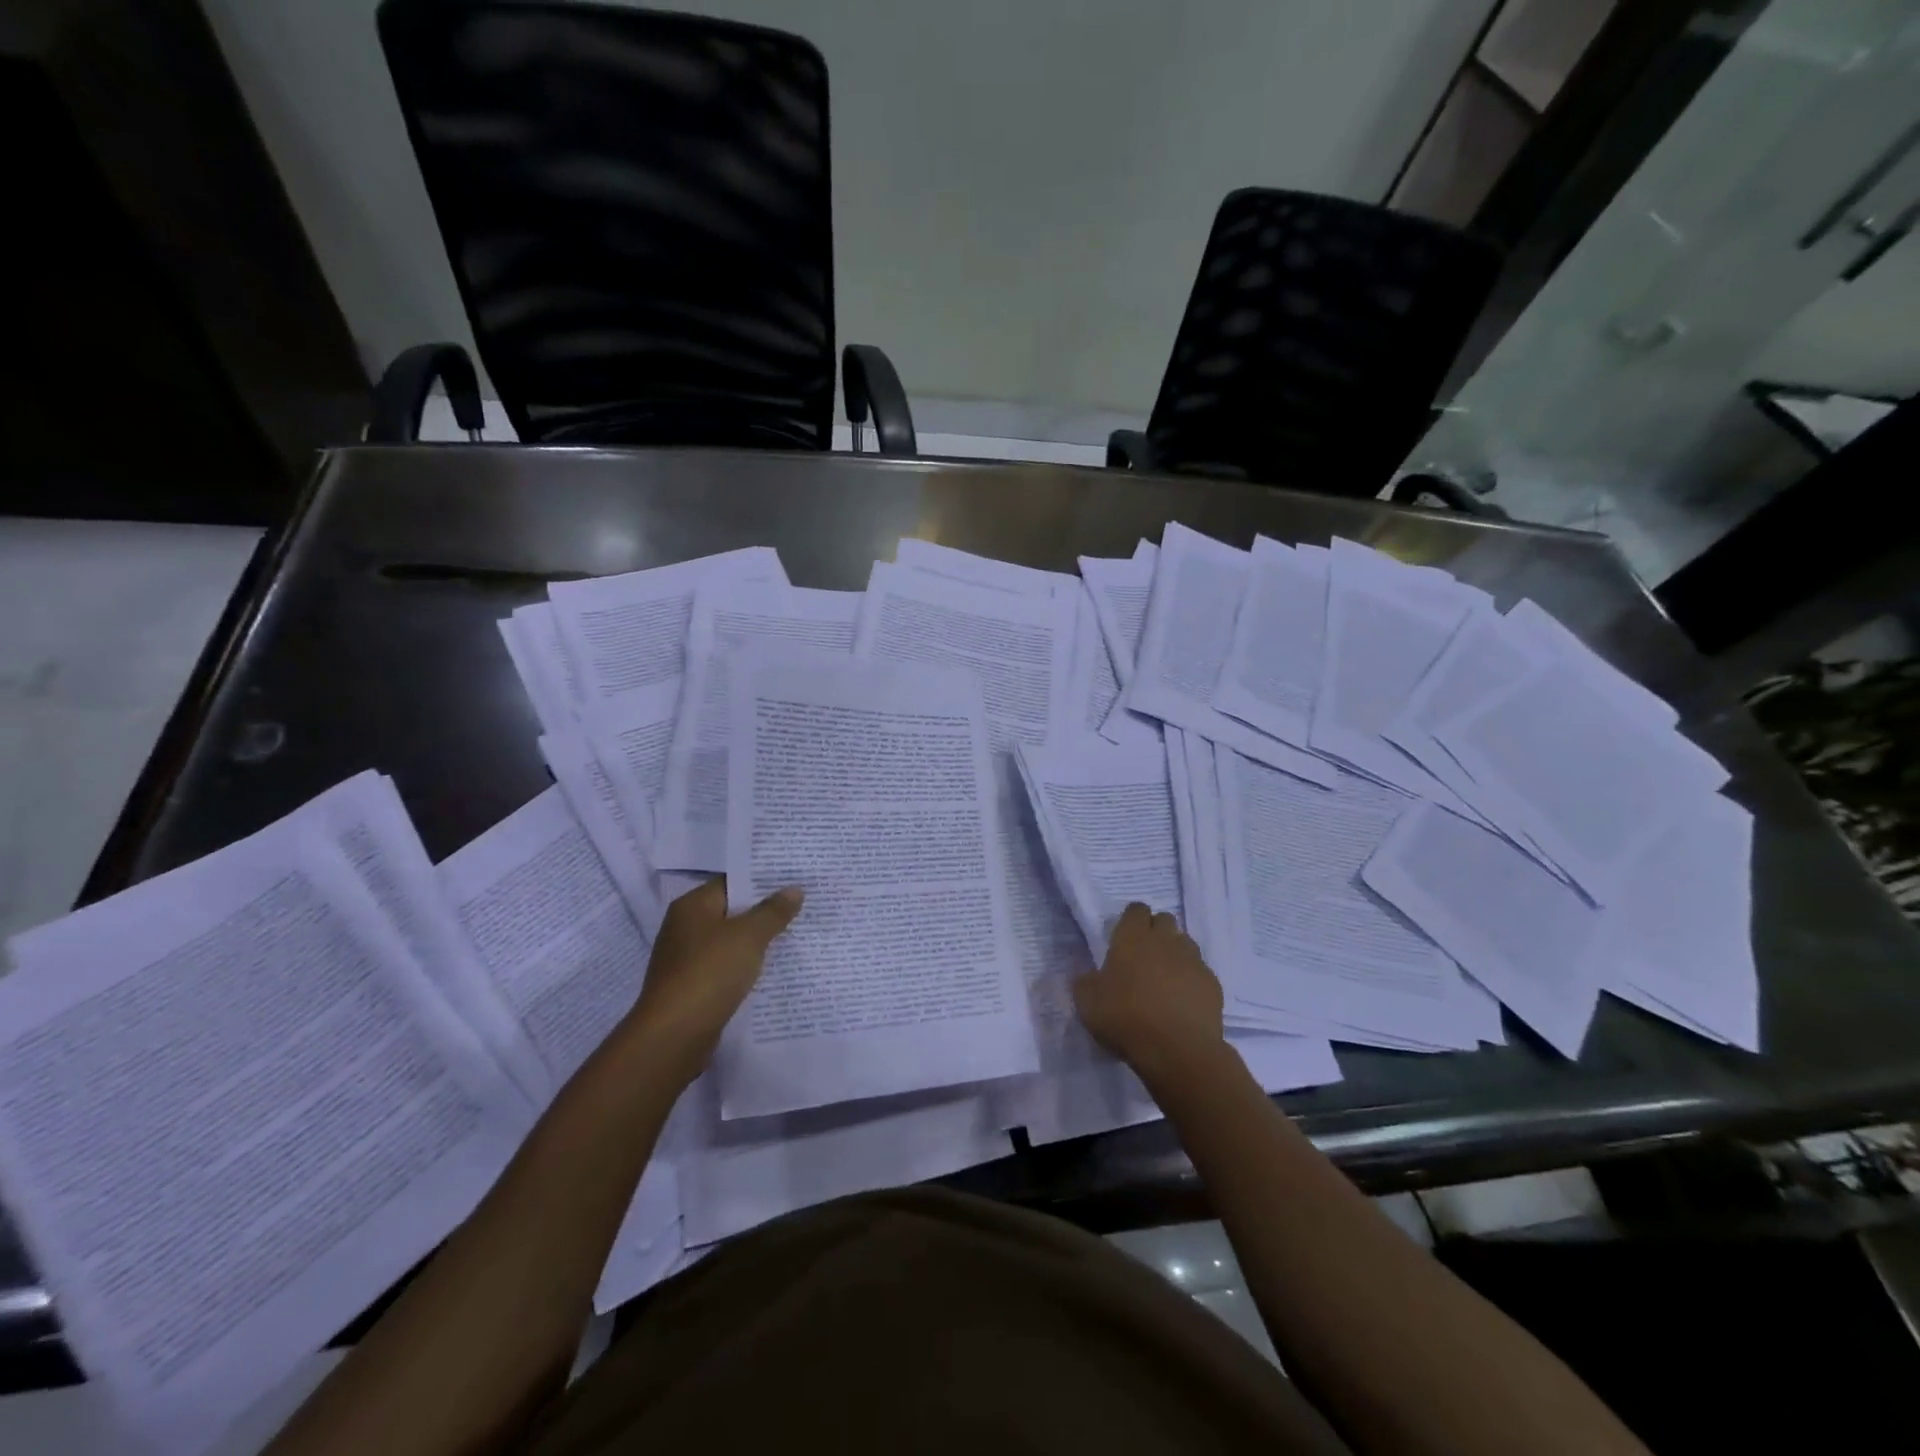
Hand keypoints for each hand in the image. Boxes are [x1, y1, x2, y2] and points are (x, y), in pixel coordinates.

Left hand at [625, 879, 803, 1086]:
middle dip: (765, 911)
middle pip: (731, 911)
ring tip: (796, 935)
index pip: (732, 882)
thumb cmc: (710, 972)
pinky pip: (726, 967)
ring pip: (730, 941)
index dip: (763, 880)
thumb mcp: (749, 936)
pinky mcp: (693, 986)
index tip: (794, 879)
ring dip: (757, 941)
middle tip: (803, 906)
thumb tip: (794, 889)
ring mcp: (687, 959)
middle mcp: (685, 927)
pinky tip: (773, 969)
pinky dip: (746, 967)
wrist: (675, 1034)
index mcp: (692, 906)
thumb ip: (773, 911)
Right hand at [1072, 903, 1227, 1087]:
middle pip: (1164, 920)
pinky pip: (1200, 972)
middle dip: (1155, 932)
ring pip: (1185, 944)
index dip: (1130, 920)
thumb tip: (1088, 976)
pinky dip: (1191, 980)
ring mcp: (1193, 960)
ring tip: (1164, 979)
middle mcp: (1165, 940)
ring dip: (1175, 954)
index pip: (1136, 909)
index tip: (1123, 938)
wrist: (1177, 1050)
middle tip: (1143, 957)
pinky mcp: (1213, 983)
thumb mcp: (1088, 1003)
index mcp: (1132, 937)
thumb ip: (1085, 982)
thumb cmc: (1125, 1018)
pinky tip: (1182, 1002)